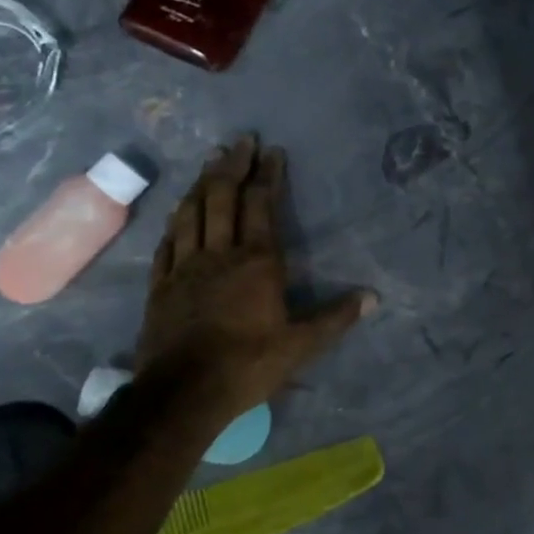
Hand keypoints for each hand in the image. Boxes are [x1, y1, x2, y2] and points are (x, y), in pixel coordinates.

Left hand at [136, 137, 375, 413]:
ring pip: (191, 213)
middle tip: (239, 141)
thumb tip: (373, 297)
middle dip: (232, 165)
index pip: (261, 205)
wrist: (183, 393)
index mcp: (256, 262)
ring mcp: (184, 267)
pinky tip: (178, 212)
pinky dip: (175, 221)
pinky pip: (167, 243)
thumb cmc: (248, 365)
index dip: (267, 175)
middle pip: (222, 198)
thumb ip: (336, 317)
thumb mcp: (301, 345)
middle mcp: (219, 254)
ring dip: (202, 184)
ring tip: (210, 161)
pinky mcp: (160, 285)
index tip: (272, 151)